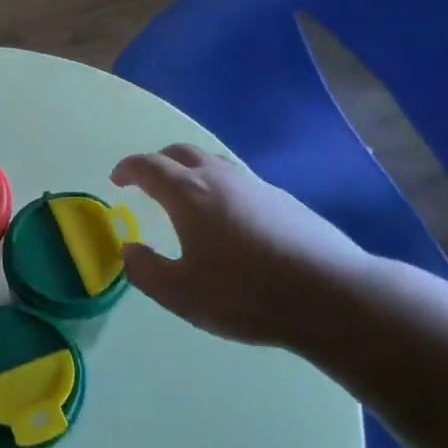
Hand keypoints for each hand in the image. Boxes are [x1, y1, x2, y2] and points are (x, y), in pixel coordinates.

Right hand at [112, 144, 374, 346]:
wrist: (331, 295)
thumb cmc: (245, 294)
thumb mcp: (181, 294)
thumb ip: (145, 271)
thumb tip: (130, 250)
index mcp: (187, 194)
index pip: (147, 166)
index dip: (127, 169)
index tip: (117, 180)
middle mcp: (219, 178)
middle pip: (181, 152)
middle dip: (158, 162)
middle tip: (147, 182)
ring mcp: (255, 185)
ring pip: (214, 162)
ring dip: (191, 171)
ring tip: (187, 197)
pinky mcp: (284, 199)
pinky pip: (240, 181)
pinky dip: (221, 188)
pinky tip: (230, 220)